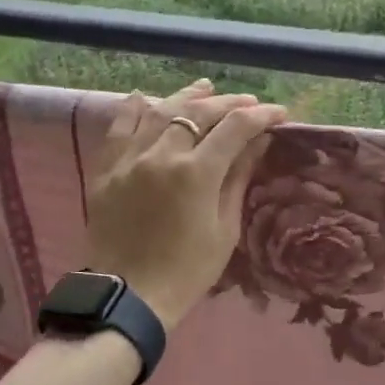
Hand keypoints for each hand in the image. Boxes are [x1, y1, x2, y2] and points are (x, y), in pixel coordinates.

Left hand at [85, 80, 287, 331]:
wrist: (129, 296)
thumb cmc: (187, 272)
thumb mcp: (224, 229)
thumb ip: (237, 178)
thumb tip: (257, 142)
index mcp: (196, 173)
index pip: (234, 128)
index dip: (260, 116)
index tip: (278, 114)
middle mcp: (161, 155)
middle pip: (198, 112)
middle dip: (227, 103)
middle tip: (247, 102)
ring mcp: (130, 160)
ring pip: (159, 113)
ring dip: (185, 97)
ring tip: (205, 87)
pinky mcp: (106, 170)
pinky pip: (119, 129)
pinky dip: (133, 110)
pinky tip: (144, 98)